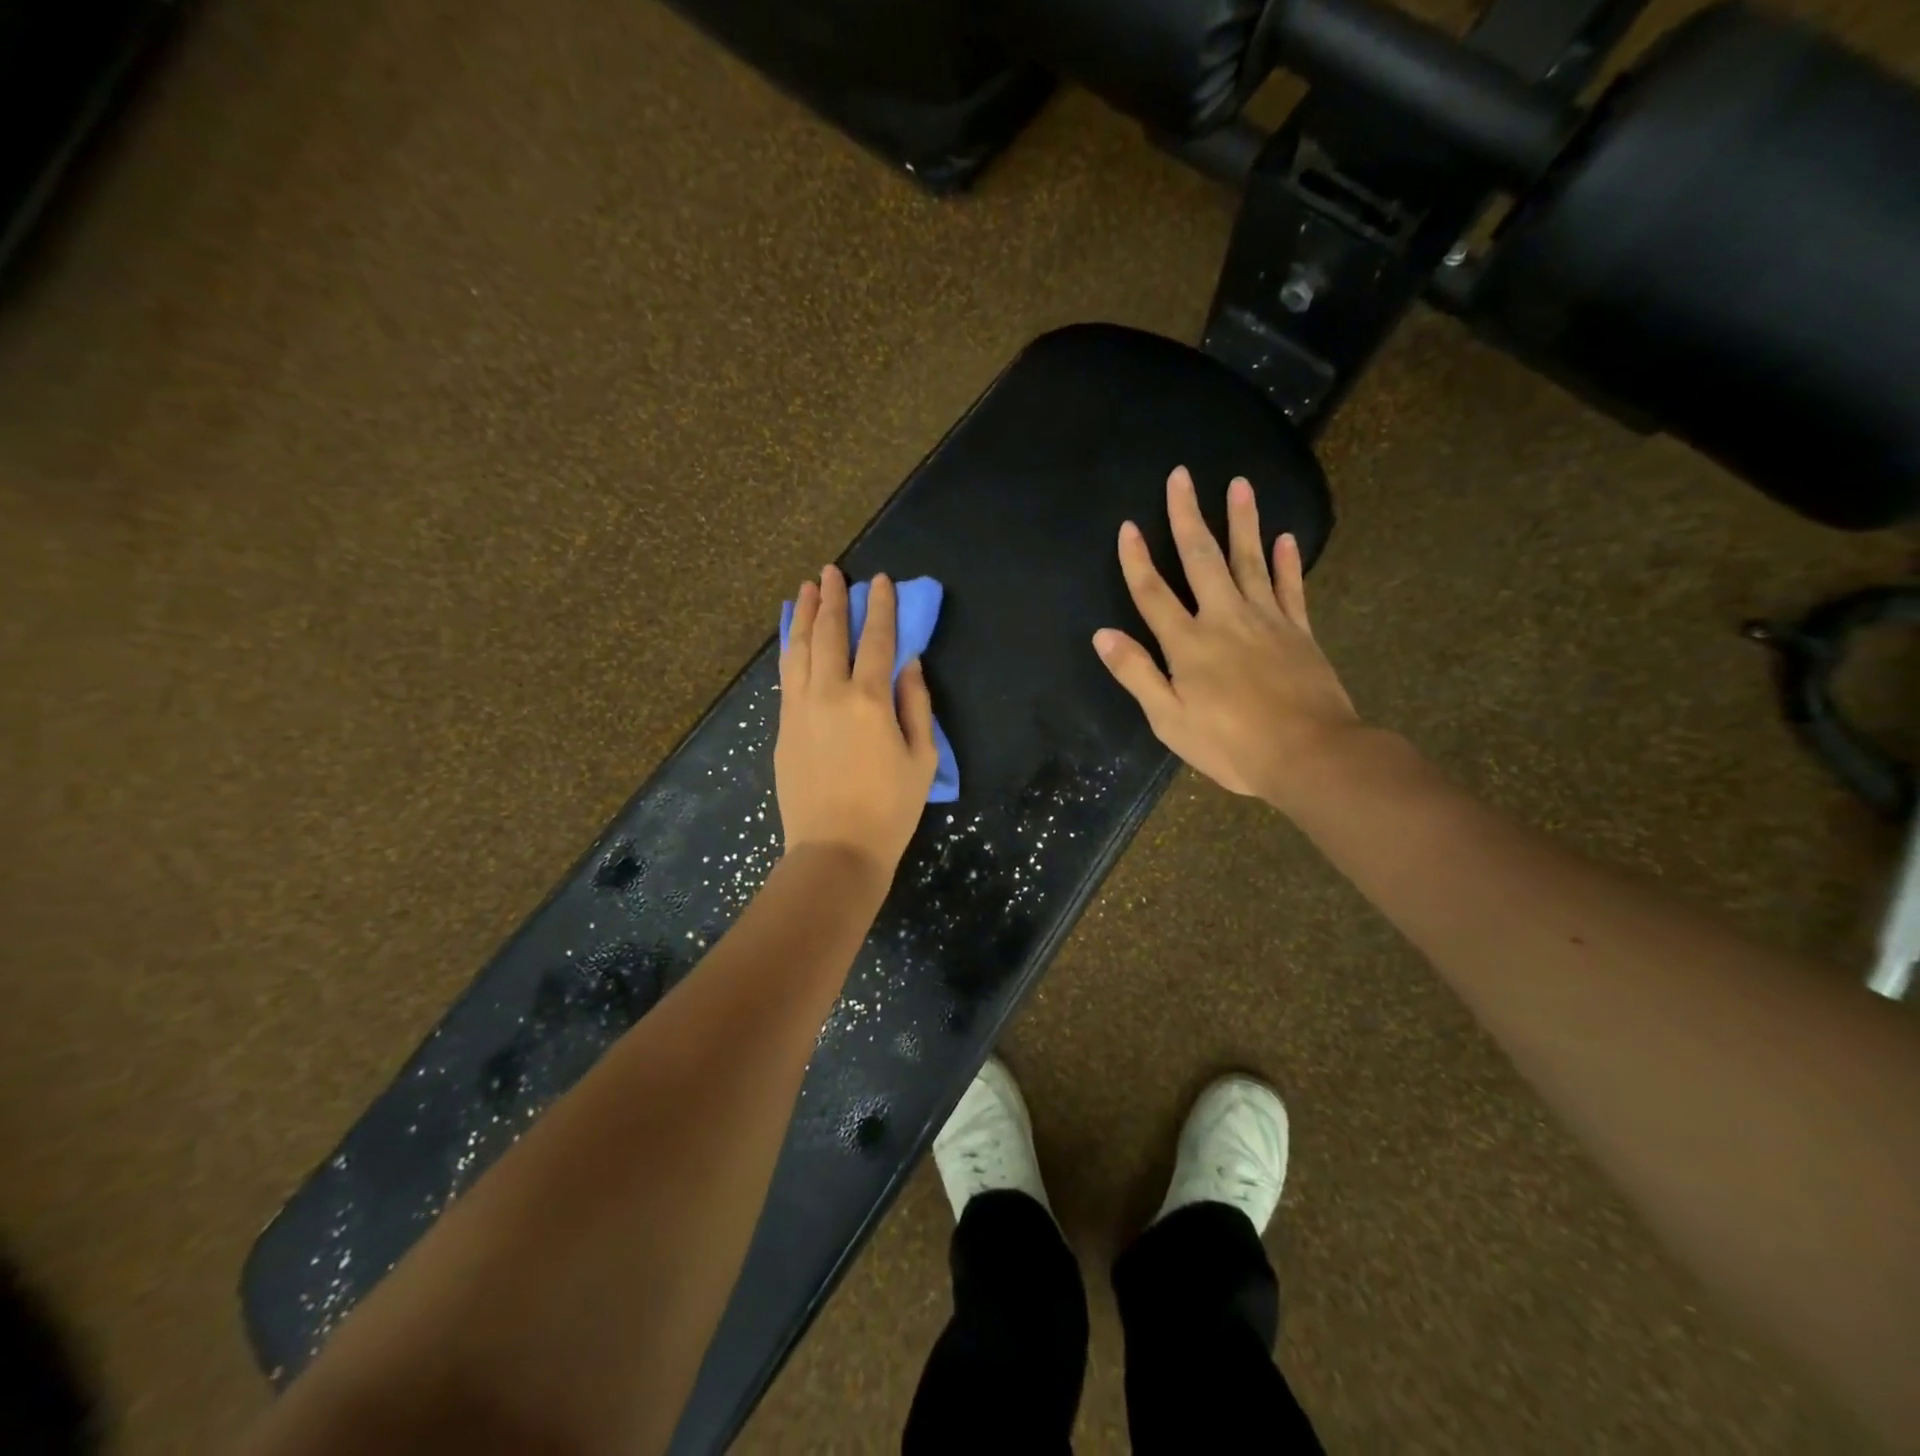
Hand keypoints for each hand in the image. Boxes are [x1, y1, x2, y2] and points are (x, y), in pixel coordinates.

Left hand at [776, 566, 938, 875]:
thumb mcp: (922, 757)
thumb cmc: (891, 808)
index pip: (877, 640)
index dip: (881, 607)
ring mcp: (800, 709)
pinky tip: (795, 638)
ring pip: (799, 649)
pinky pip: (787, 675)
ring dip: (805, 616)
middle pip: (830, 634)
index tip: (880, 581)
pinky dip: (792, 649)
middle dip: (833, 599)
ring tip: (806, 591)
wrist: (836, 848)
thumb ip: (916, 704)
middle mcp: (829, 693)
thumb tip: (908, 664)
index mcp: (869, 699)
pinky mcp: (784, 727)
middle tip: (831, 572)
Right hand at [1093, 466, 1361, 811]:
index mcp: (1188, 644)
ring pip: (1250, 560)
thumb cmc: (1231, 745)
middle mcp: (1225, 619)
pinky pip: (1291, 587)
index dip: (1137, 559)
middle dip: (1188, 516)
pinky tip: (1286, 537)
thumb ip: (1137, 673)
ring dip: (1242, 521)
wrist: (1310, 755)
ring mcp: (1266, 621)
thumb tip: (1103, 634)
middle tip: (1182, 476)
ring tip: (1239, 484)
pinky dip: (1287, 561)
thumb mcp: (1170, 720)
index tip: (1128, 526)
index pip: (1153, 593)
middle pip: (1202, 559)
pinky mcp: (1299, 631)